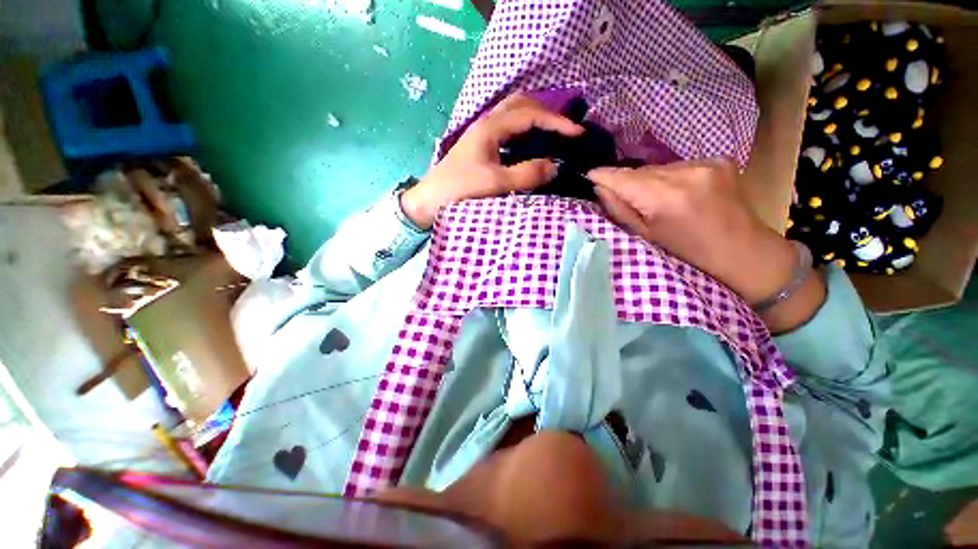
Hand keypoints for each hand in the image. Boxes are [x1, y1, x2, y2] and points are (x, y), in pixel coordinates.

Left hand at [401, 94, 583, 228]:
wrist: (429, 202)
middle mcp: (486, 124)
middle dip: (547, 112)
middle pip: (521, 105)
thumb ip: (527, 175)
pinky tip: (532, 147)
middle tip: (565, 129)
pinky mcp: (481, 148)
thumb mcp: (495, 183)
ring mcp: (482, 135)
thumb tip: (556, 166)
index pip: (530, 114)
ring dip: (535, 120)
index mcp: (490, 128)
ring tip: (554, 135)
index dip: (556, 121)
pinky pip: (508, 132)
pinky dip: (525, 133)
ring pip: (514, 116)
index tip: (577, 133)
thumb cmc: (459, 190)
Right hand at [588, 159, 824, 332]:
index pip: (621, 176)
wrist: (743, 252)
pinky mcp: (719, 160)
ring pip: (658, 168)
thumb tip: (599, 188)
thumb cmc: (688, 253)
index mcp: (664, 198)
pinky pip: (678, 166)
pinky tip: (679, 194)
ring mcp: (705, 163)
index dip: (602, 176)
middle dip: (627, 182)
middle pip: (639, 170)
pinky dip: (670, 178)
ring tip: (656, 200)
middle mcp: (685, 173)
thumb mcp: (645, 237)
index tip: (588, 177)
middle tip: (624, 198)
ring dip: (649, 181)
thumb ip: (619, 210)